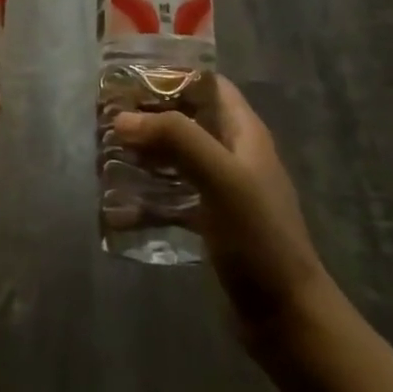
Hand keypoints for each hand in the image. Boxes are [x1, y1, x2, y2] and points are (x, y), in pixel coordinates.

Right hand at [113, 78, 329, 360]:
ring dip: (144, 155)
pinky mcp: (211, 223)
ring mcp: (222, 190)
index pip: (209, 84)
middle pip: (187, 120)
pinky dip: (148, 199)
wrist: (287, 318)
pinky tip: (118, 209)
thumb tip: (123, 119)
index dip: (173, 73)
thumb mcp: (221, 178)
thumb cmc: (259, 237)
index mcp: (244, 133)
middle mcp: (233, 154)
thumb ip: (176, 139)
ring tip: (105, 155)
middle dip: (149, 116)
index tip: (130, 75)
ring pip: (176, 159)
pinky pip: (173, 200)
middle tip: (107, 117)